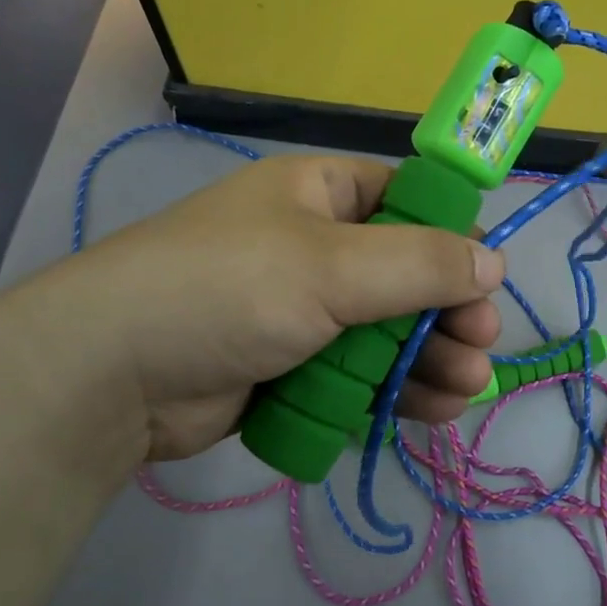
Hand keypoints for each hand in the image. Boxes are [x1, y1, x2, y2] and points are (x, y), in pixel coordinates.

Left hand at [22, 155, 504, 464]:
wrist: (115, 373)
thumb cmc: (229, 289)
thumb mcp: (331, 266)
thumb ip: (418, 263)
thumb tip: (491, 261)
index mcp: (318, 194)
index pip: (404, 200)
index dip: (450, 237)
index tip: (485, 279)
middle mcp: (313, 246)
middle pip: (403, 274)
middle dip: (446, 312)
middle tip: (479, 347)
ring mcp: (299, 310)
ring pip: (384, 331)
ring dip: (427, 358)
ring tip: (463, 390)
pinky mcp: (288, 367)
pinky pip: (355, 372)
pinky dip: (389, 390)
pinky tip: (426, 411)